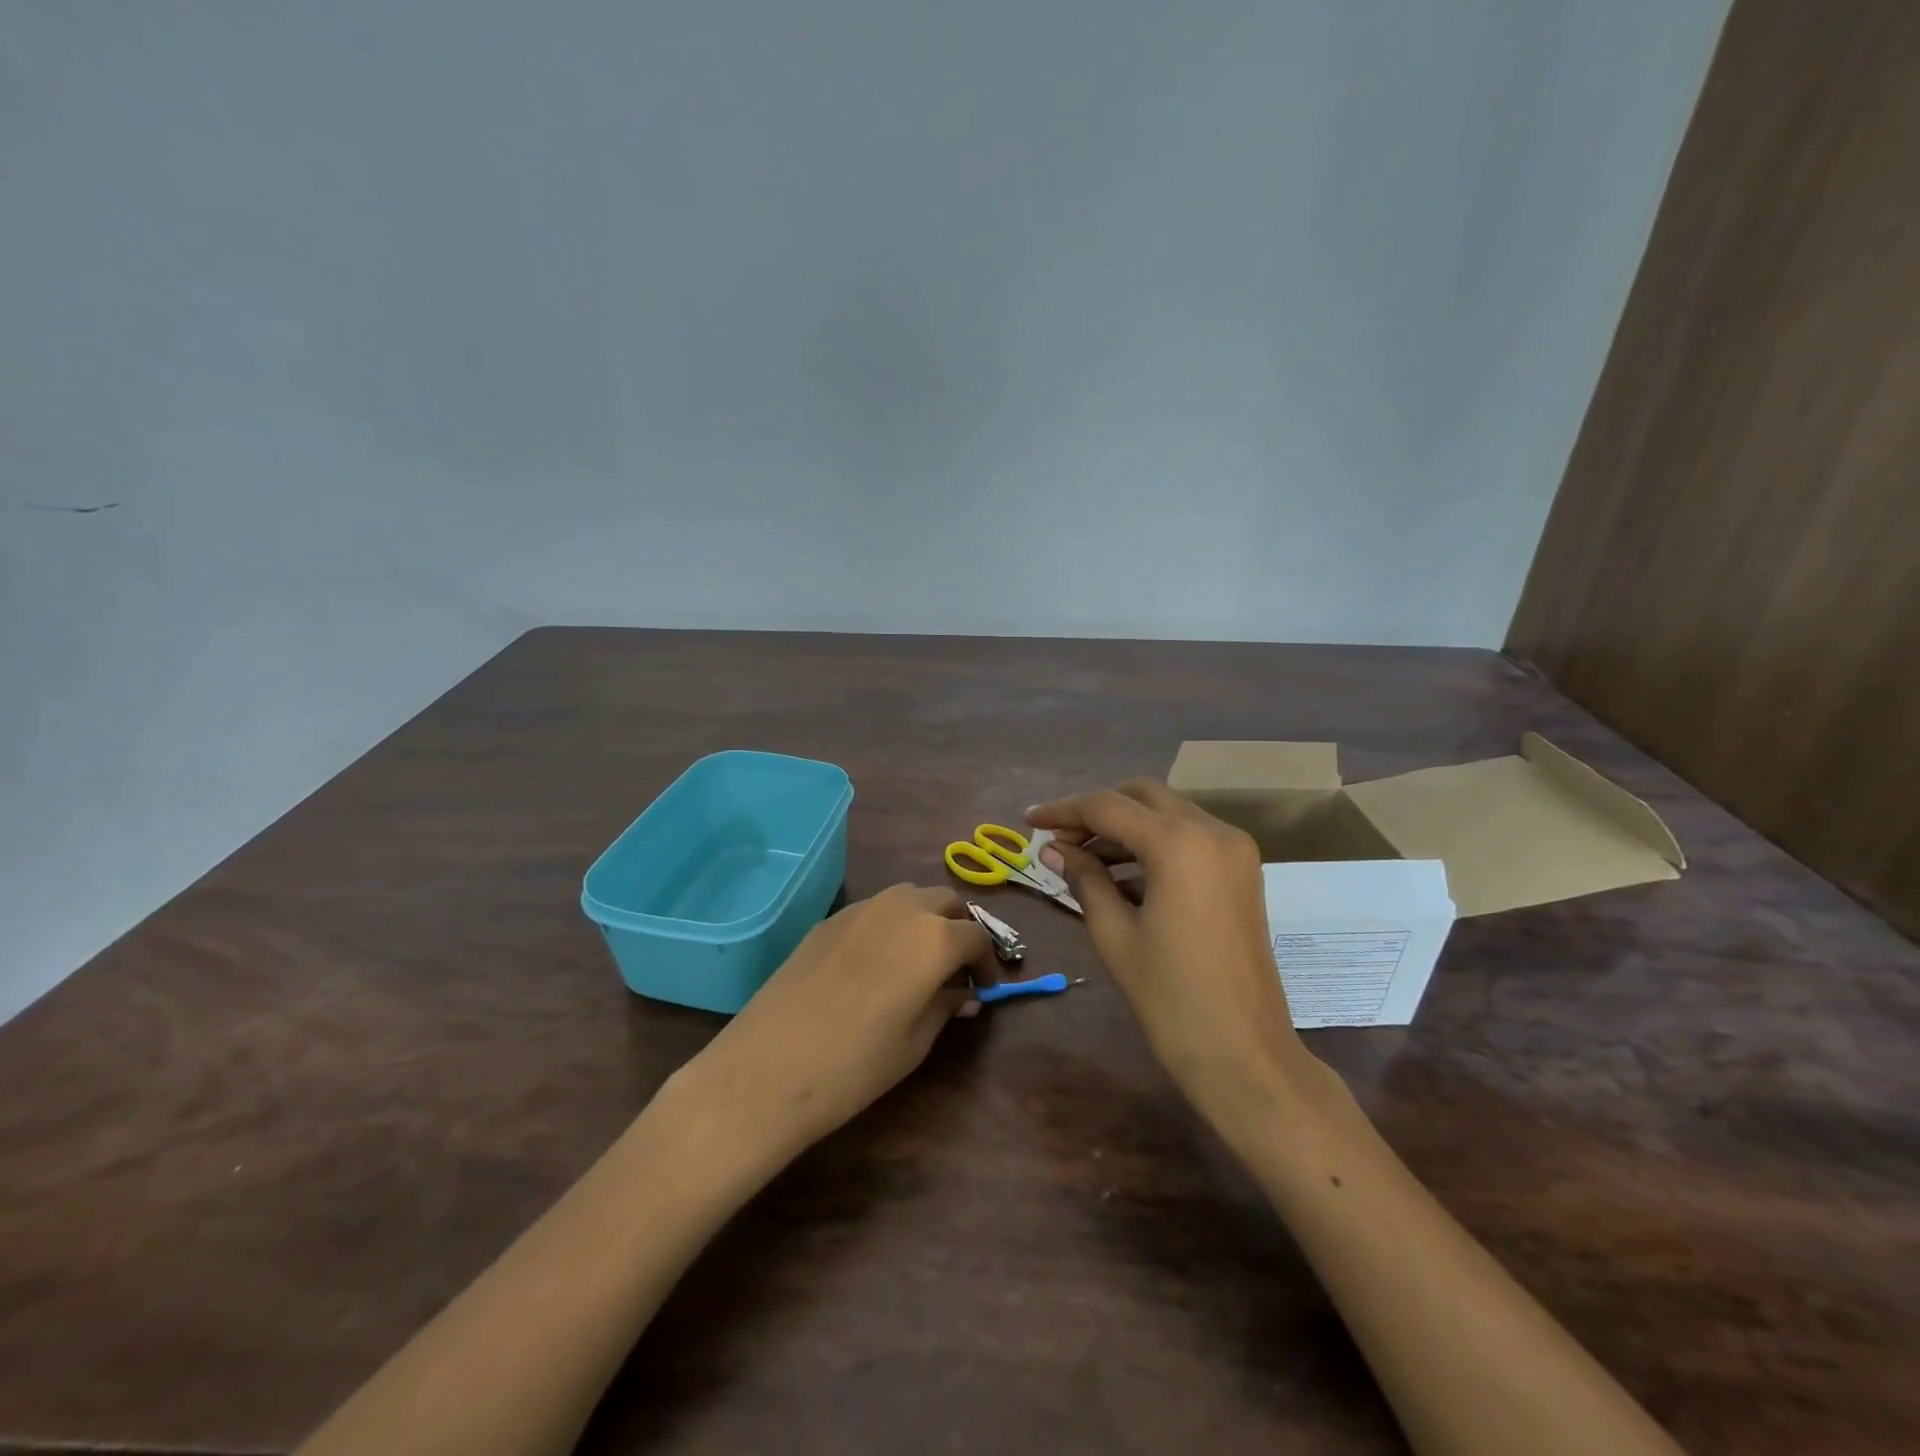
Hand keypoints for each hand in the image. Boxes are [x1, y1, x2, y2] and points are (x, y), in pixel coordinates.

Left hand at [677, 885, 997, 1159]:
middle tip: (957, 967)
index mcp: (934, 937)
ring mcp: (860, 909)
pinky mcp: (828, 920)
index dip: (987, 962)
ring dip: (925, 918)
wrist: (768, 1068)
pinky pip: (874, 909)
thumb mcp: (915, 1042)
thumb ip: (946, 1007)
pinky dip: (891, 924)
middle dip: (959, 928)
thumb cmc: (855, 1064)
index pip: (976, 937)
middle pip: (945, 901)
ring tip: (920, 959)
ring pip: (909, 896)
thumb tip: (965, 994)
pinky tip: (878, 962)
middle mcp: (901, 909)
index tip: (985, 988)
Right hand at [1027, 781, 1310, 1120]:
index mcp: (1180, 844)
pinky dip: (1153, 846)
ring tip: (1082, 859)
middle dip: (1097, 811)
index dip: (1063, 810)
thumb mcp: (1115, 934)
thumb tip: (1053, 848)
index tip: (1028, 820)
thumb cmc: (1170, 999)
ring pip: (1167, 814)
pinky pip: (1188, 839)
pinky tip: (1119, 876)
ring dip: (1125, 828)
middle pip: (1142, 797)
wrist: (1245, 1056)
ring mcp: (1234, 850)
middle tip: (1059, 839)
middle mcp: (1214, 831)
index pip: (1108, 807)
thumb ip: (1084, 878)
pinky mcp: (1242, 872)